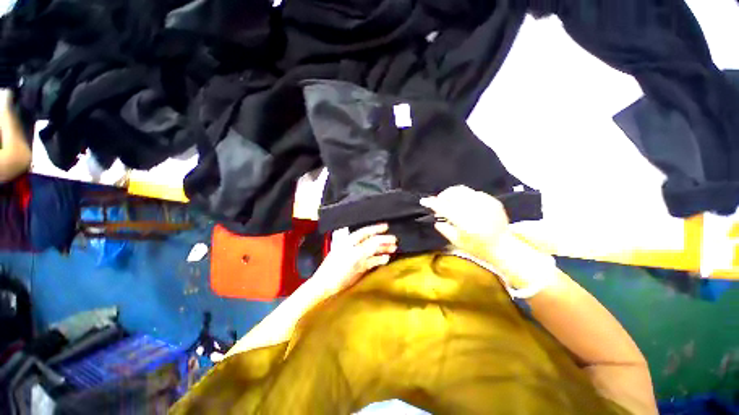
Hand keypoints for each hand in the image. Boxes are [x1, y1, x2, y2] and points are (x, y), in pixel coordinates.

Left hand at [312, 223, 396, 296]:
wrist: (326, 286)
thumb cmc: (338, 268)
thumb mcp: (354, 255)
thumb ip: (367, 247)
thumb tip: (379, 239)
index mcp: (350, 242)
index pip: (365, 232)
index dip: (376, 228)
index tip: (387, 227)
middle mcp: (354, 248)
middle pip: (370, 241)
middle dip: (382, 240)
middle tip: (395, 240)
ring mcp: (356, 258)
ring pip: (372, 251)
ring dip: (382, 249)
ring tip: (393, 249)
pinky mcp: (358, 268)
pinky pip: (371, 261)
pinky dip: (379, 259)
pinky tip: (386, 259)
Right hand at [420, 185, 509, 264]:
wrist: (504, 247)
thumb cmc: (478, 248)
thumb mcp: (456, 242)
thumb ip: (444, 229)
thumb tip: (436, 218)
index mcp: (466, 223)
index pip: (444, 208)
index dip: (432, 203)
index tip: (424, 201)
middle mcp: (476, 210)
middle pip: (453, 194)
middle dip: (442, 196)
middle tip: (438, 203)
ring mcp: (486, 203)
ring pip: (463, 190)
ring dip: (452, 194)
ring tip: (449, 201)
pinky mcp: (493, 200)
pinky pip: (473, 192)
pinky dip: (464, 196)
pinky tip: (463, 204)